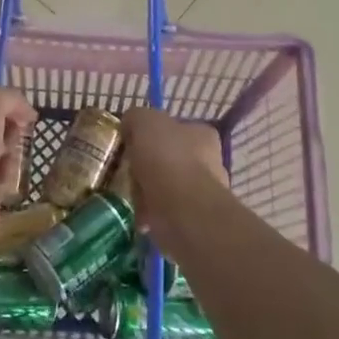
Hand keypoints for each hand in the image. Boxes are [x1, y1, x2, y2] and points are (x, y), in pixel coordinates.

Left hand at [0, 85, 36, 244]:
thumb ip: (9, 97)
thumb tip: (26, 112)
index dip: (3, 109)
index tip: (21, 116)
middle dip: (8, 134)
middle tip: (12, 138)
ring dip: (10, 156)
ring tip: (8, 163)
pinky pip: (0, 181)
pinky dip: (6, 179)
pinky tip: (3, 181)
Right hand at [117, 107, 228, 246]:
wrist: (183, 210)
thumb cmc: (167, 158)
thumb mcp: (144, 121)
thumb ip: (136, 118)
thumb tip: (130, 126)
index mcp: (202, 135)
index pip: (177, 129)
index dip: (153, 134)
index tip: (134, 144)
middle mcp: (210, 161)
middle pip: (171, 158)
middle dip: (150, 166)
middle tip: (129, 171)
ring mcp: (203, 193)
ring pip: (167, 187)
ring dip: (148, 191)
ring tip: (130, 194)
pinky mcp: (193, 220)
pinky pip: (164, 212)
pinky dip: (150, 213)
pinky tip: (137, 213)